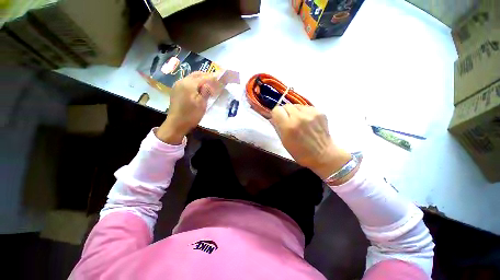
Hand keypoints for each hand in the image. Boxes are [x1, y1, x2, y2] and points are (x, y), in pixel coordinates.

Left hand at [156, 72, 220, 144]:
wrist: (176, 124)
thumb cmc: (191, 115)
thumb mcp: (202, 104)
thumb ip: (206, 91)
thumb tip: (210, 84)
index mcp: (189, 84)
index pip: (204, 77)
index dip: (213, 77)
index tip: (222, 77)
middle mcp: (182, 81)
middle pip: (197, 75)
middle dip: (207, 76)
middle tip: (216, 80)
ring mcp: (177, 85)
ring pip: (192, 78)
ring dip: (201, 79)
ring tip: (209, 84)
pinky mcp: (176, 90)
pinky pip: (187, 82)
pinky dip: (195, 83)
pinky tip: (199, 89)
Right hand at [270, 104, 354, 181]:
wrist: (323, 155)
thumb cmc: (300, 152)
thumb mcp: (284, 142)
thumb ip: (277, 127)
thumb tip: (273, 118)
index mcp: (289, 127)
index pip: (277, 110)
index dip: (276, 115)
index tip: (278, 119)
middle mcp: (299, 117)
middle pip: (286, 106)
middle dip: (285, 113)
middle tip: (288, 121)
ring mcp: (311, 114)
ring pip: (296, 105)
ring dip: (294, 112)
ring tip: (299, 122)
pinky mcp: (320, 112)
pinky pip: (306, 107)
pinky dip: (304, 113)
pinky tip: (307, 122)